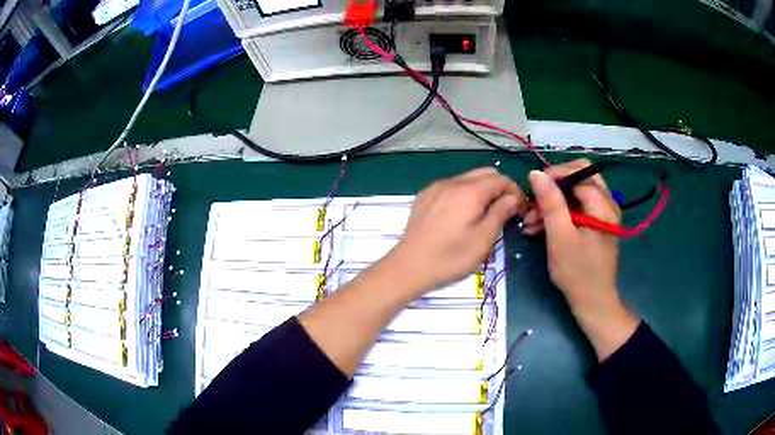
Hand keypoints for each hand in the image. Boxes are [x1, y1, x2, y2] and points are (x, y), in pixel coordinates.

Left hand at [387, 167, 525, 297]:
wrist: (409, 267)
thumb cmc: (450, 257)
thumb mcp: (483, 240)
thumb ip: (500, 213)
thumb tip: (511, 198)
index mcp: (470, 191)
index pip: (501, 179)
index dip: (515, 191)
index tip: (519, 209)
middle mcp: (452, 182)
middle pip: (485, 174)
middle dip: (500, 188)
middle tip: (505, 210)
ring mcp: (436, 187)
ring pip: (467, 179)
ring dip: (482, 190)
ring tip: (485, 214)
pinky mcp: (425, 196)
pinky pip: (451, 186)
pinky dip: (464, 194)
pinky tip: (461, 215)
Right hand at [524, 159, 638, 361]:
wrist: (593, 302)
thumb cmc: (577, 273)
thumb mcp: (560, 237)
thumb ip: (550, 202)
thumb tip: (536, 173)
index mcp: (603, 205)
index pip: (578, 173)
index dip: (554, 175)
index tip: (532, 187)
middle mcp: (607, 204)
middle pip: (580, 177)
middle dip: (554, 187)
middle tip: (535, 202)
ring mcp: (603, 214)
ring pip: (577, 192)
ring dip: (554, 202)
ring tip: (532, 221)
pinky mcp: (597, 224)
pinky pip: (578, 207)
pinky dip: (561, 213)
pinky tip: (541, 227)